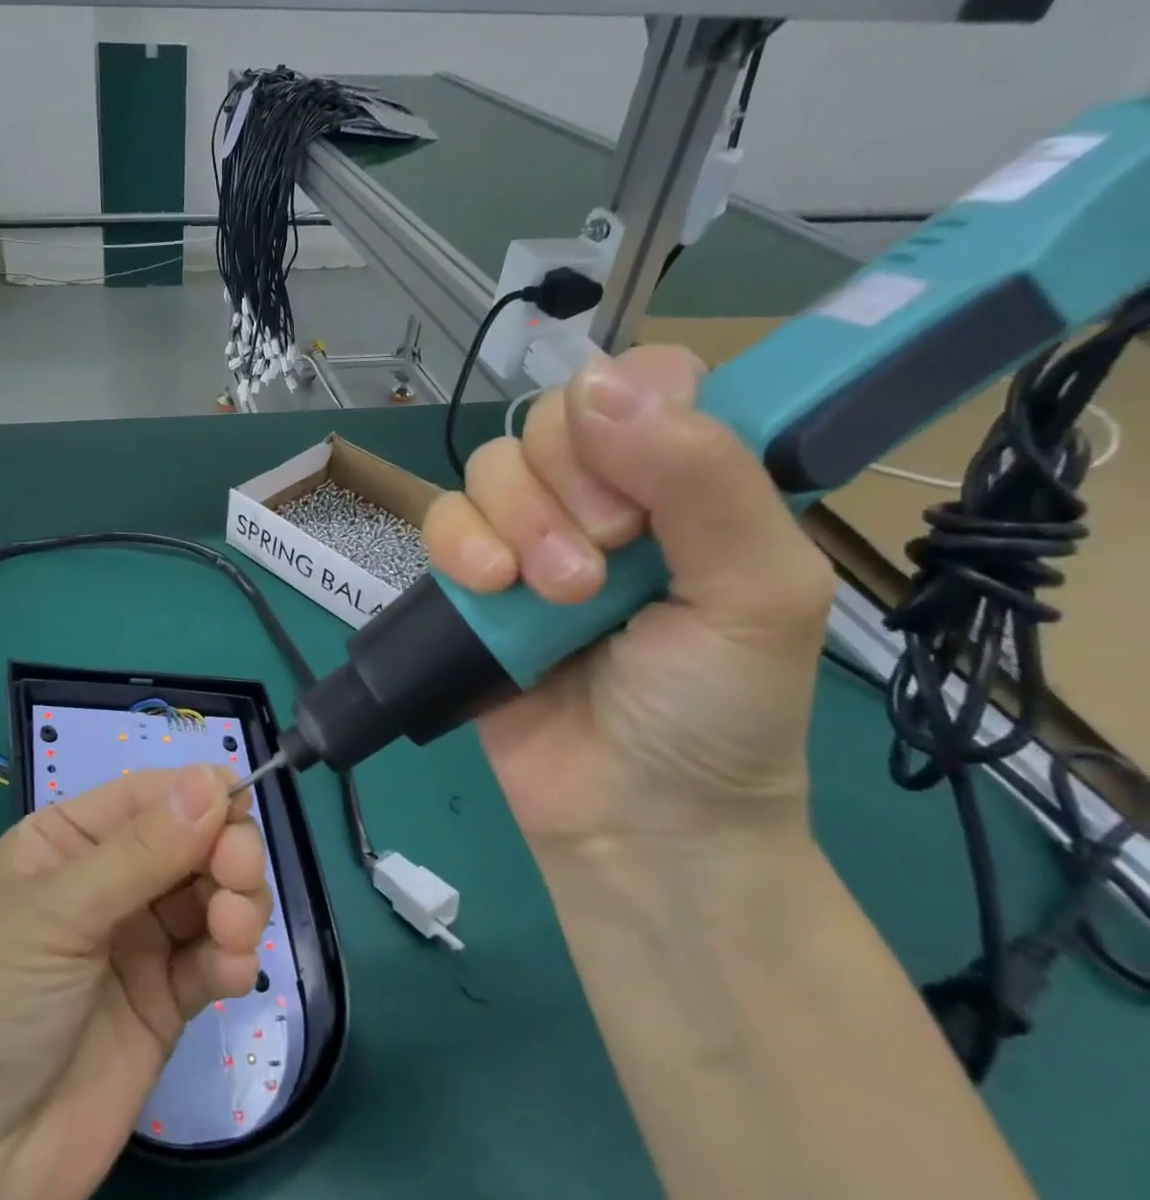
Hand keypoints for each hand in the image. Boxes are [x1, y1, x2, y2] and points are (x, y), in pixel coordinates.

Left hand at [0, 765, 270, 1199]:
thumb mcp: (55, 915)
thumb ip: (141, 852)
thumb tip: (213, 779)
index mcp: (69, 841)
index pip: (148, 796)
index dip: (198, 793)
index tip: (242, 804)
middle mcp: (109, 881)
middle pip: (191, 840)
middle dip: (225, 850)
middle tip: (237, 877)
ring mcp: (139, 943)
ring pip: (212, 894)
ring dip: (238, 902)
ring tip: (233, 930)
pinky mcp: (165, 1002)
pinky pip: (213, 958)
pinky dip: (233, 956)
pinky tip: (230, 972)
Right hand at [423, 345, 835, 853]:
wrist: (631, 818)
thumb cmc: (718, 711)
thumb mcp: (757, 593)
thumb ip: (704, 479)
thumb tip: (601, 382)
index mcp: (690, 483)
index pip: (641, 383)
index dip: (627, 416)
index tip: (642, 489)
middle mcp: (607, 496)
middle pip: (553, 419)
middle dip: (571, 488)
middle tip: (606, 564)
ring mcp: (530, 535)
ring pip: (492, 466)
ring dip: (519, 524)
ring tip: (556, 598)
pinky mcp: (470, 575)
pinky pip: (441, 517)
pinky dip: (458, 544)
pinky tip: (488, 588)